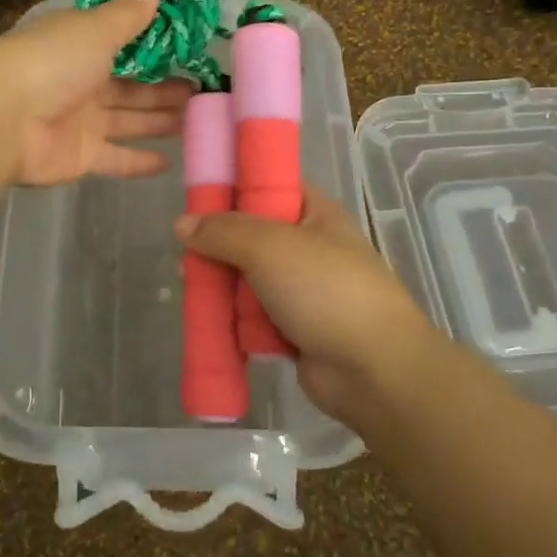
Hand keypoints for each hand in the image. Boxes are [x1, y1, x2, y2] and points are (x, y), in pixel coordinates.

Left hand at [0, 0, 192, 186]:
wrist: (2, 119)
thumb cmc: (51, 62)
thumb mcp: (94, 29)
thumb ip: (126, 15)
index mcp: (79, 45)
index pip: (119, 43)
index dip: (152, 47)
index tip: (186, 48)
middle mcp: (79, 81)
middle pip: (129, 86)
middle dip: (163, 88)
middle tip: (201, 89)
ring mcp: (79, 121)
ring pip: (127, 120)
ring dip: (159, 120)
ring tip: (197, 118)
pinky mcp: (80, 156)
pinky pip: (115, 158)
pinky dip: (139, 161)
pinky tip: (169, 162)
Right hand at [175, 186, 449, 427]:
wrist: (374, 370)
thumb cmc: (327, 291)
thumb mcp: (270, 247)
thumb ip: (223, 231)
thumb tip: (181, 223)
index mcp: (315, 214)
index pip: (270, 186)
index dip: (235, 187)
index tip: (196, 198)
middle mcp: (308, 248)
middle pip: (250, 236)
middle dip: (218, 247)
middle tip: (188, 256)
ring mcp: (302, 291)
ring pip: (247, 279)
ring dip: (222, 286)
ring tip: (193, 290)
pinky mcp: (292, 329)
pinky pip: (252, 316)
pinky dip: (234, 319)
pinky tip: (209, 321)